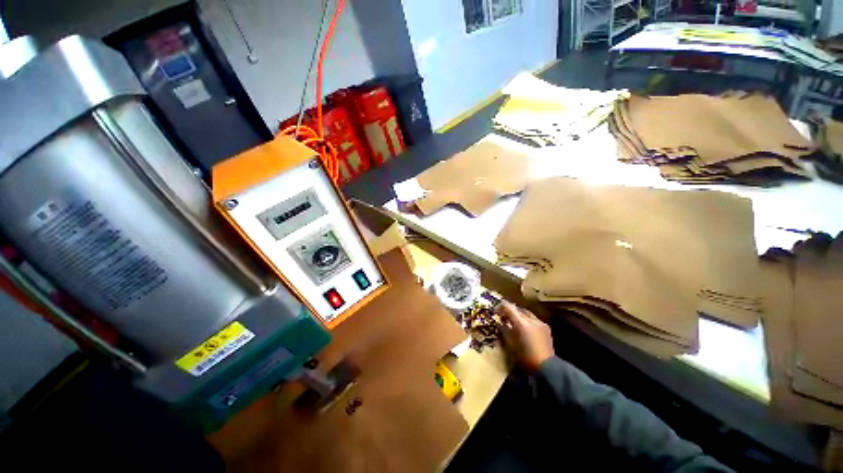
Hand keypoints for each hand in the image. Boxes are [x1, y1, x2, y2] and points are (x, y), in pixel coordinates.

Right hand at [497, 302, 554, 372]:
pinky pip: (533, 319)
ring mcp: (540, 322)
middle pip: (517, 309)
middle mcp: (531, 319)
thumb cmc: (524, 357)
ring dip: (518, 315)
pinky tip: (525, 328)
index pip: (508, 308)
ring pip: (526, 313)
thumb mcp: (510, 344)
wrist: (546, 368)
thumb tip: (499, 323)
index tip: (496, 311)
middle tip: (503, 317)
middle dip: (509, 311)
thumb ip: (504, 330)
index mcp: (521, 323)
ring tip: (513, 322)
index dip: (501, 307)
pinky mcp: (546, 327)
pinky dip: (527, 320)